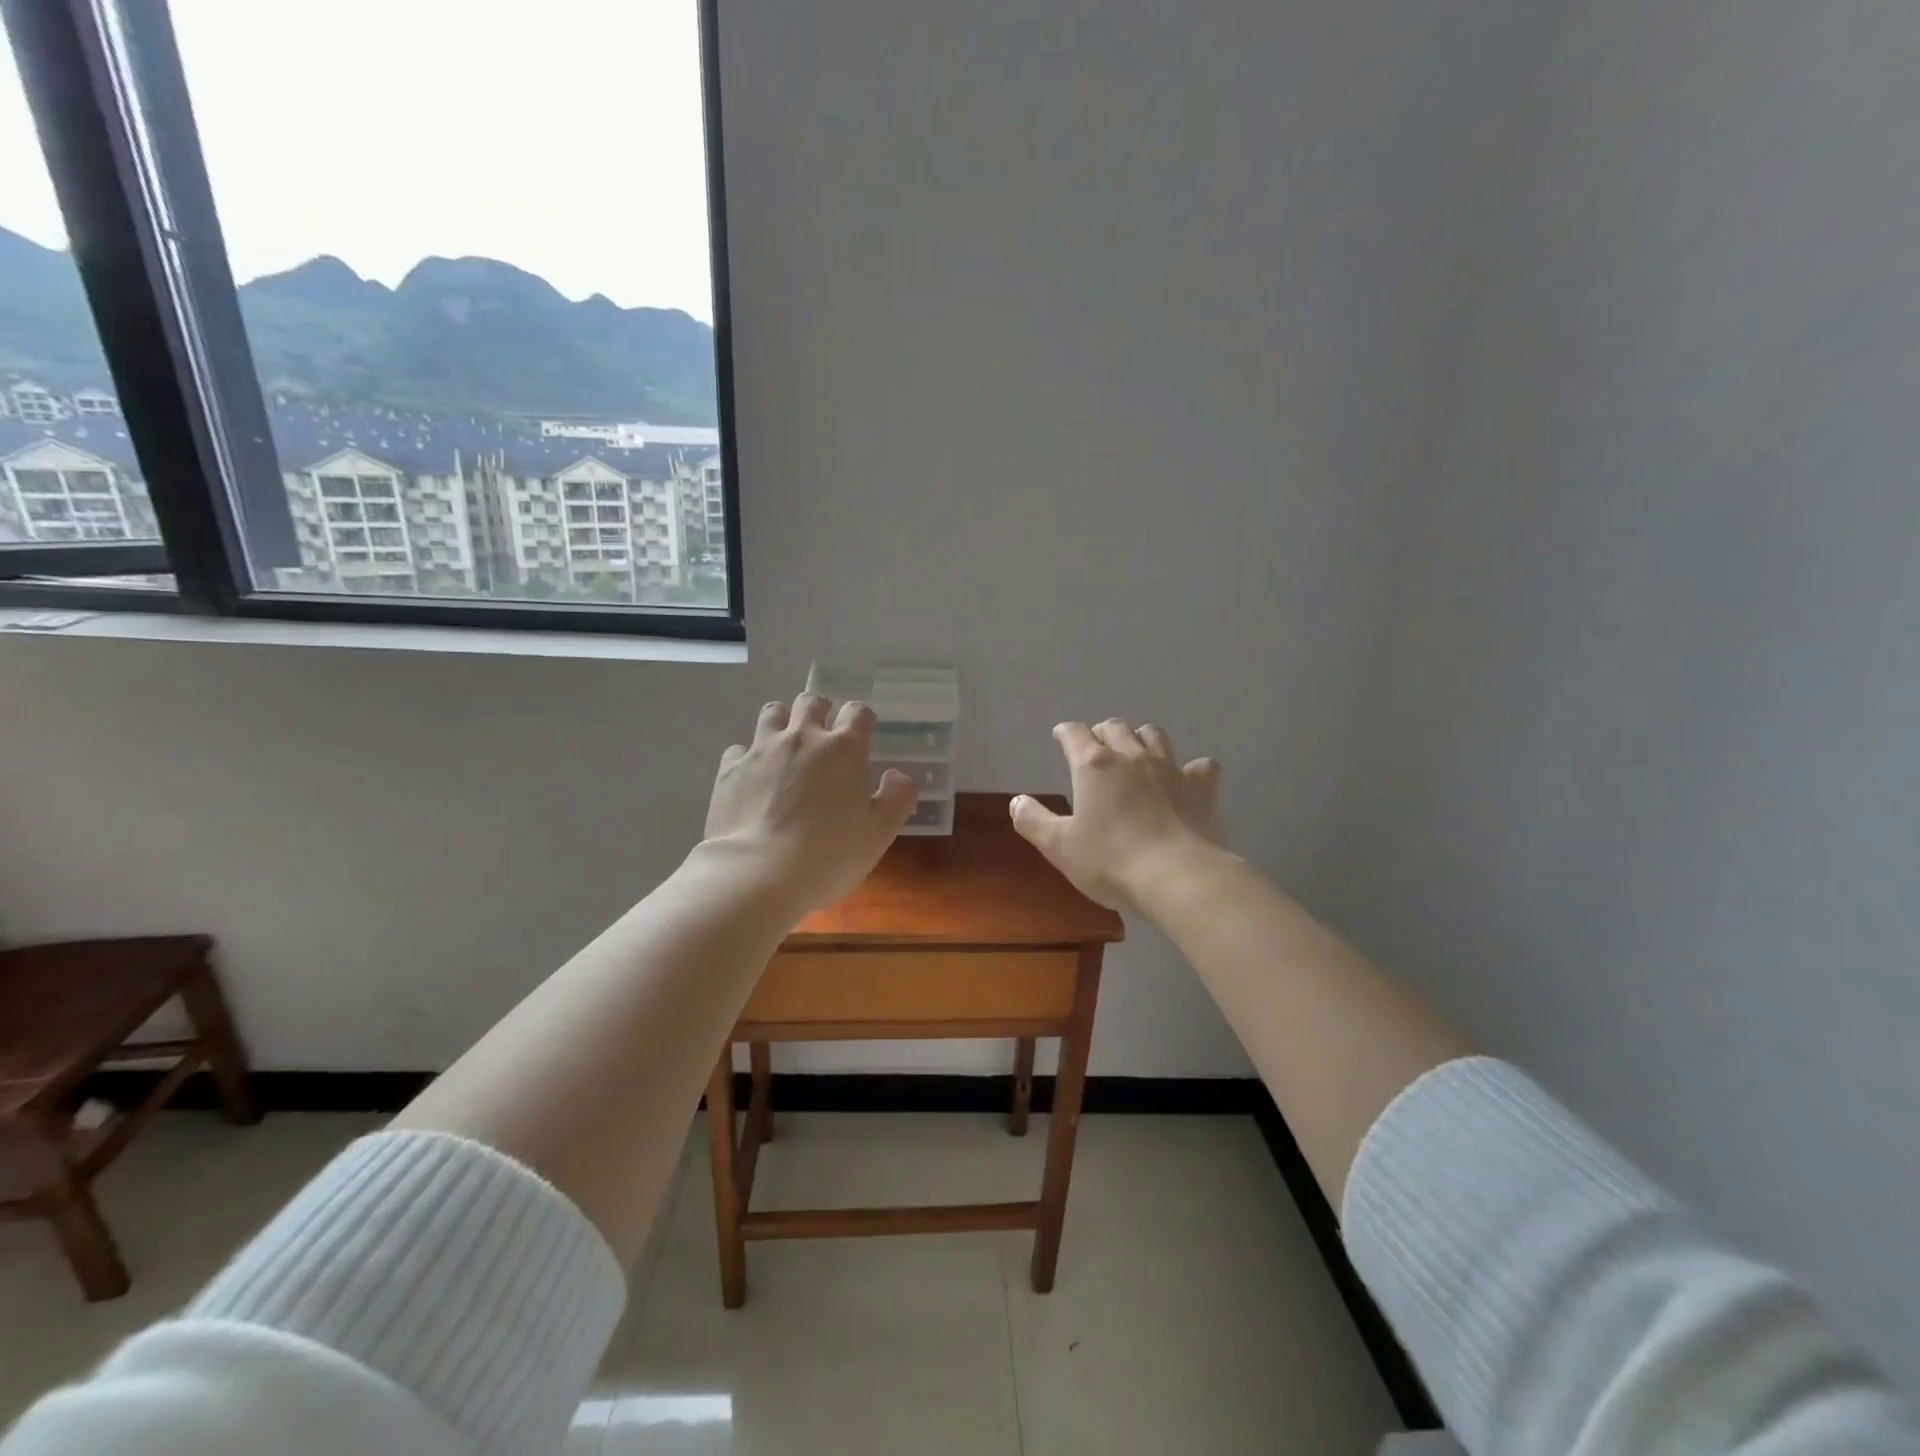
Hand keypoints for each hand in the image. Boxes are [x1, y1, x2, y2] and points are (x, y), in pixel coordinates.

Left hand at [704, 694, 917, 911]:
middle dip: (821, 710)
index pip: (858, 712)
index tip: (863, 732)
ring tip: (786, 743)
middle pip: (812, 702)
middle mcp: (802, 738)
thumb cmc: (829, 854)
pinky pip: (739, 748)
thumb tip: (897, 775)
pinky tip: (752, 775)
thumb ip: (897, 797)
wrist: (758, 873)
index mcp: (843, 749)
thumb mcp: (879, 833)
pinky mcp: (730, 769)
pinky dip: (748, 756)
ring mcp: (762, 750)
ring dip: (783, 721)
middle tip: (823, 733)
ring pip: (773, 713)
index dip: (862, 718)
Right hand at [1011, 719, 1224, 910]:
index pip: (1075, 734)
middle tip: (1097, 749)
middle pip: (1115, 727)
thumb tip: (1016, 800)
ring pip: (1154, 735)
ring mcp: (1170, 768)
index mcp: (1093, 766)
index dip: (1066, 733)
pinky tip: (1188, 780)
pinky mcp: (1202, 787)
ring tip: (1137, 755)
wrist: (1177, 877)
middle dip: (1102, 733)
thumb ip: (1033, 821)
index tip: (1061, 736)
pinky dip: (1192, 768)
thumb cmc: (1110, 861)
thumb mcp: (1059, 847)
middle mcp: (1131, 756)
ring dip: (1142, 740)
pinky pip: (1200, 765)